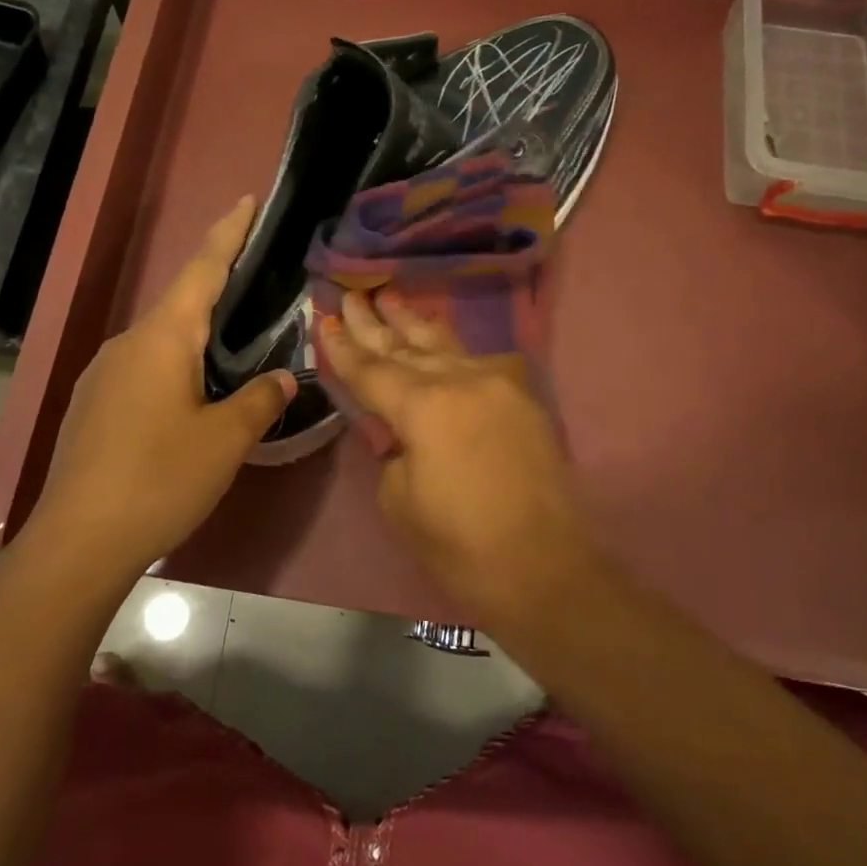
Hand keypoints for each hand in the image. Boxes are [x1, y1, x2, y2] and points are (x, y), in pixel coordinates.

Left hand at [31, 196, 295, 577]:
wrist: (77, 541)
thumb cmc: (159, 478)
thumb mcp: (226, 440)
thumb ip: (260, 400)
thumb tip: (283, 378)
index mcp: (162, 337)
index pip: (202, 268)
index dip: (228, 232)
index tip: (246, 199)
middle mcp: (127, 343)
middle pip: (181, 302)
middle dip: (218, 290)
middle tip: (257, 287)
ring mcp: (102, 373)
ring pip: (161, 340)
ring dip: (196, 338)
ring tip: (231, 354)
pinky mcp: (92, 405)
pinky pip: (143, 369)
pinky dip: (174, 368)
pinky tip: (190, 400)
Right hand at [317, 290, 593, 624]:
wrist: (543, 569)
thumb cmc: (460, 546)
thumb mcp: (400, 499)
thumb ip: (393, 447)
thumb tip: (401, 428)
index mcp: (425, 406)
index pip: (371, 369)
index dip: (343, 347)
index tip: (323, 319)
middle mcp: (462, 380)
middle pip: (406, 346)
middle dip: (374, 322)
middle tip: (350, 295)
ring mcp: (498, 384)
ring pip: (444, 345)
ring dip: (413, 323)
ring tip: (389, 297)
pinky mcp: (522, 398)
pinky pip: (476, 362)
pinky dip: (449, 349)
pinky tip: (435, 337)